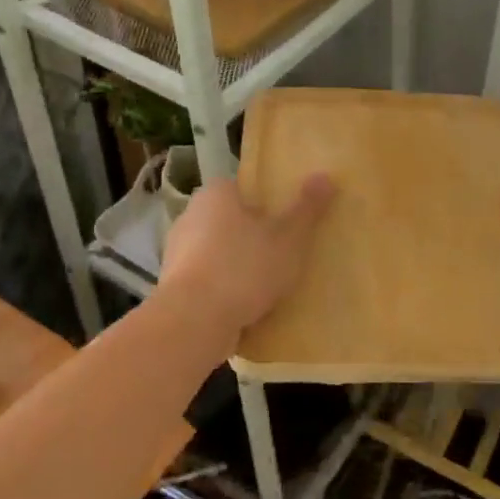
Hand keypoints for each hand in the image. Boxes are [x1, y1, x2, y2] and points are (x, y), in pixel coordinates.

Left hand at [158, 174, 336, 331]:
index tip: (287, 222)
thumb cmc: (244, 267)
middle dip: (254, 236)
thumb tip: (325, 176)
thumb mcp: (288, 237)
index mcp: (215, 194)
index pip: (243, 188)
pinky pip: (208, 281)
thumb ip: (307, 208)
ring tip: (270, 285)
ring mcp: (177, 253)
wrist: (193, 322)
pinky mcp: (174, 287)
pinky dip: (225, 290)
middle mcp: (191, 216)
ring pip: (219, 253)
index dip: (266, 203)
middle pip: (231, 220)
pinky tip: (247, 307)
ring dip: (239, 266)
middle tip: (284, 253)